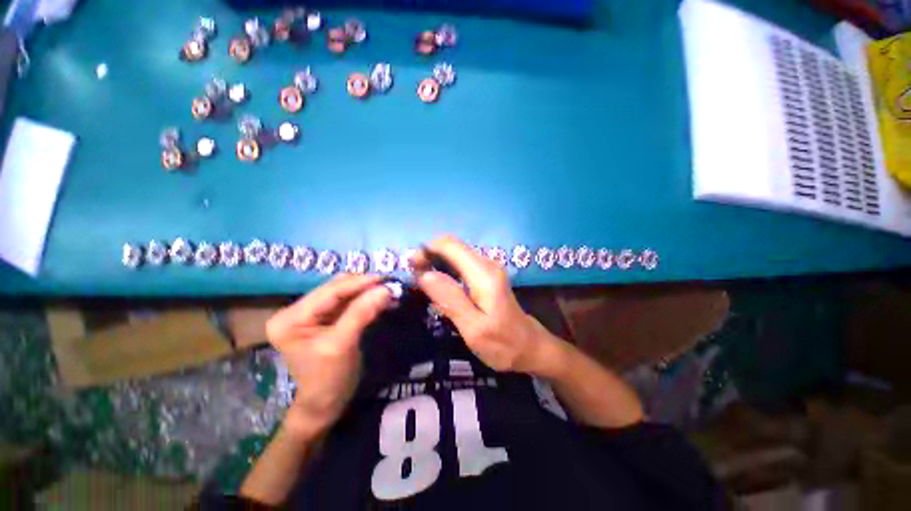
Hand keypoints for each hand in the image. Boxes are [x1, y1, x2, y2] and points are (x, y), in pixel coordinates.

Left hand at [266, 274, 391, 434]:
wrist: (326, 403)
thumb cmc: (328, 379)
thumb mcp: (342, 344)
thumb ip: (361, 313)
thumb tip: (385, 289)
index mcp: (290, 318)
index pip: (329, 292)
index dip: (359, 283)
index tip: (385, 278)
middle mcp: (297, 311)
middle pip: (336, 289)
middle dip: (364, 286)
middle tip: (390, 285)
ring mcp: (312, 314)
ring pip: (345, 294)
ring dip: (368, 292)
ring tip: (389, 292)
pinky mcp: (326, 318)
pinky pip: (349, 303)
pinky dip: (367, 301)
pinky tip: (382, 300)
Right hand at [415, 236, 564, 375]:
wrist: (529, 347)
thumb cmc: (502, 344)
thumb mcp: (473, 328)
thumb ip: (450, 299)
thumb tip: (425, 274)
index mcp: (483, 274)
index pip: (449, 245)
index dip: (426, 250)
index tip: (411, 268)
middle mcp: (486, 263)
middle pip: (451, 246)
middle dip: (428, 255)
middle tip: (414, 277)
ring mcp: (487, 267)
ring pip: (454, 253)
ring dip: (435, 262)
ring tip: (421, 282)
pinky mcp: (486, 274)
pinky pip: (460, 262)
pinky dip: (444, 268)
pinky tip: (438, 285)